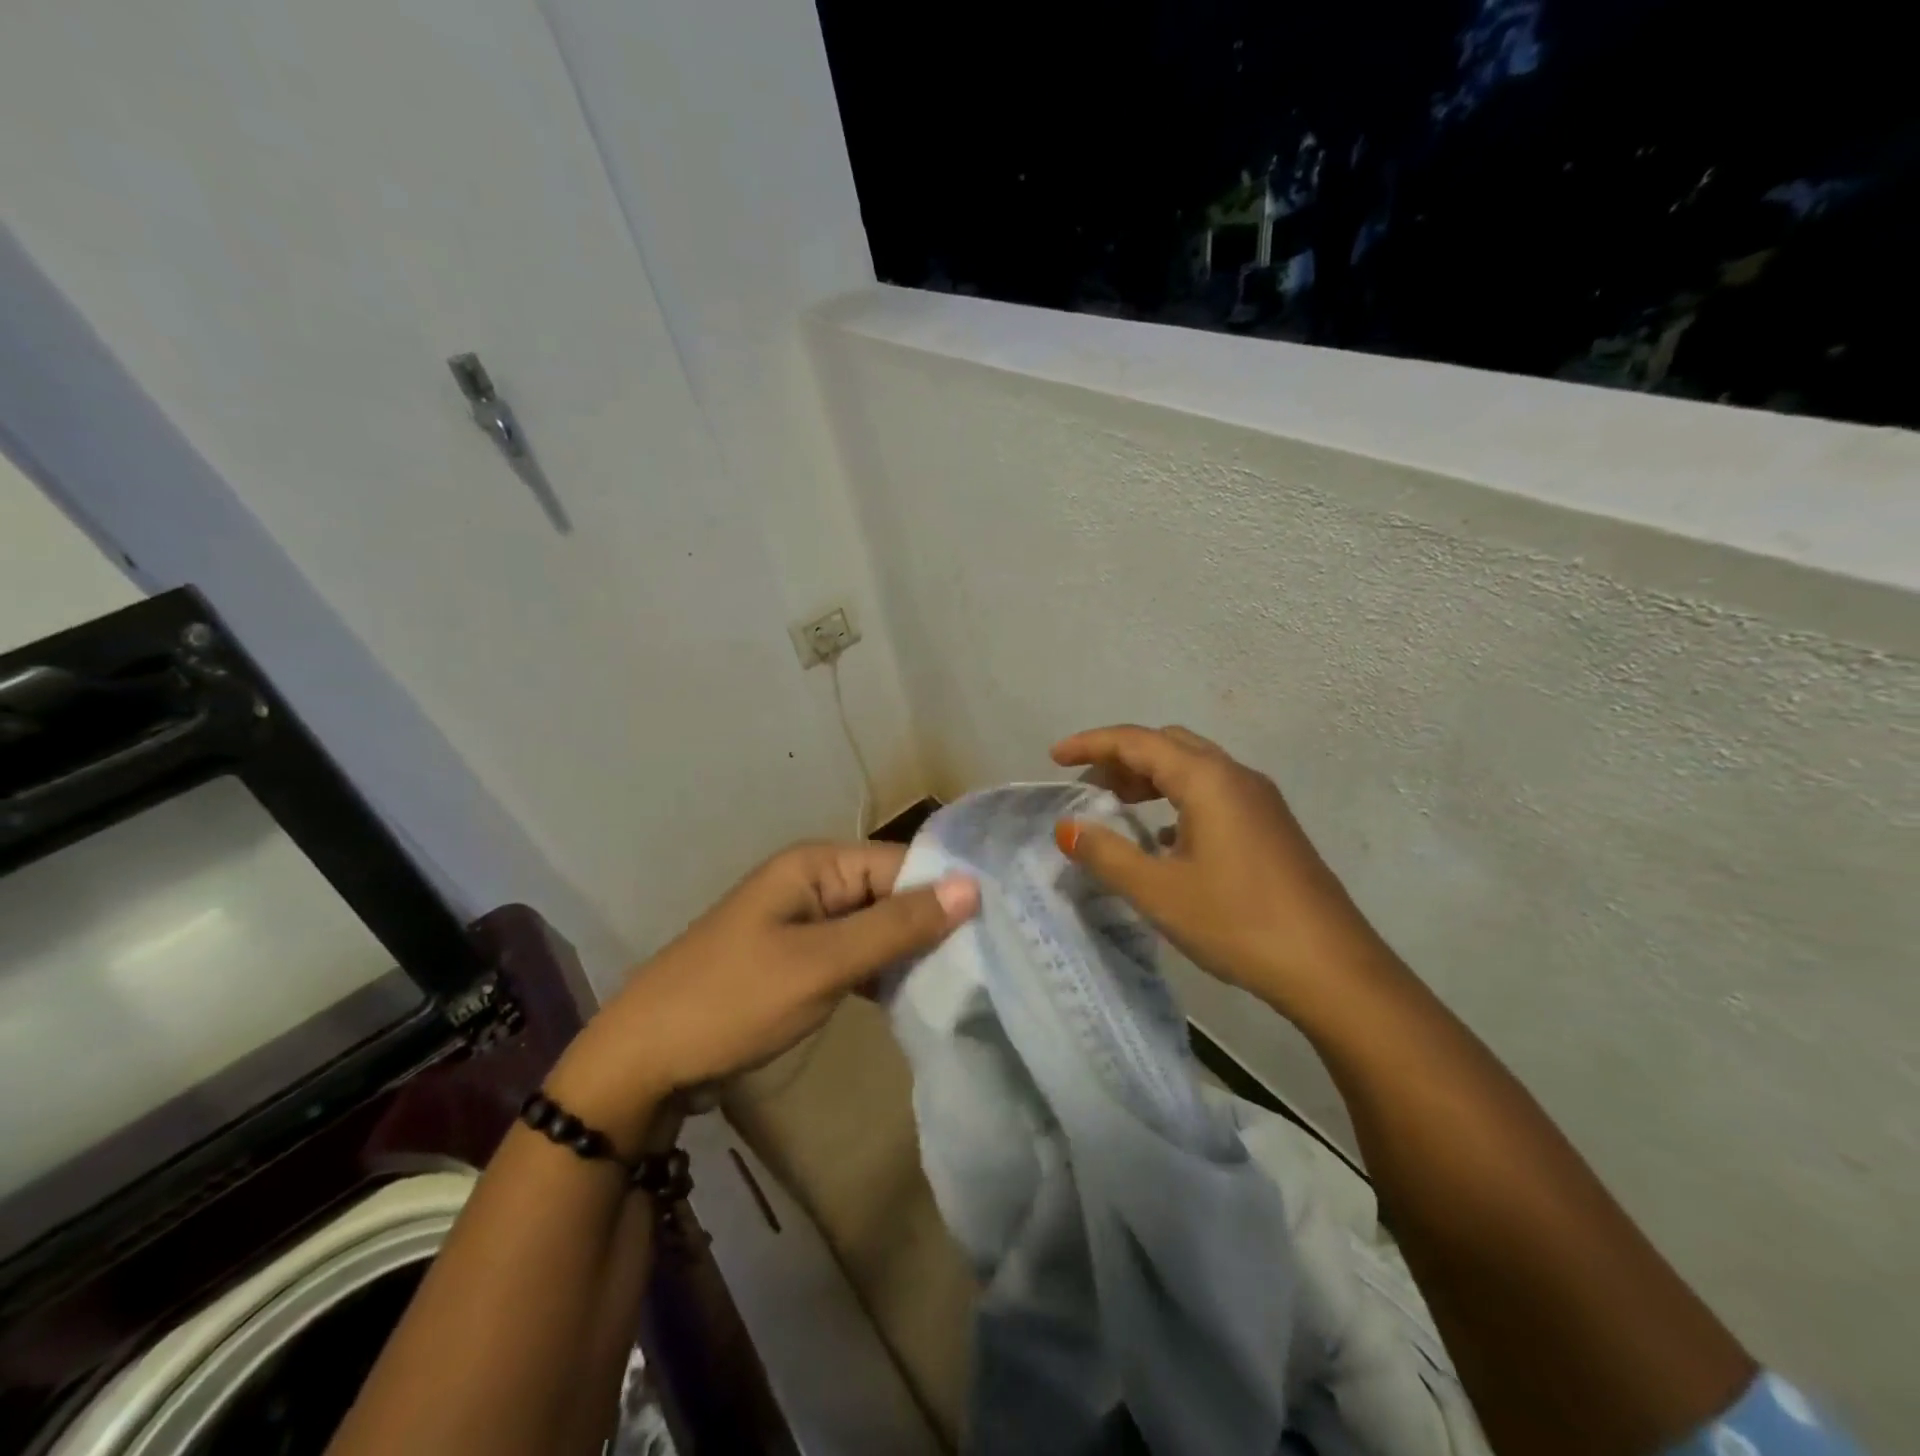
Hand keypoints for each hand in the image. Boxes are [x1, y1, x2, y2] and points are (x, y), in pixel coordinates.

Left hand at [547, 842, 977, 1151]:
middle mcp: (813, 882)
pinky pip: (856, 955)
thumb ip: (896, 927)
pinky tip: (914, 997)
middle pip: (891, 894)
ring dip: (910, 952)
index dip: (947, 891)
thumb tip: (971, 887)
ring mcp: (805, 923)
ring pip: (876, 927)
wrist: (644, 1061)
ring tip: (965, 980)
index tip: (1001, 925)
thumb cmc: (733, 1001)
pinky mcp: (800, 959)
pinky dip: (882, 973)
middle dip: (933, 925)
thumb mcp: (821, 964)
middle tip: (990, 960)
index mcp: (816, 865)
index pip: (902, 864)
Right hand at [1051, 725, 1389, 1021]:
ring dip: (1150, 779)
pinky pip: (1213, 794)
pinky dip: (1177, 801)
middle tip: (1087, 786)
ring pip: (1193, 769)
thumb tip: (1066, 828)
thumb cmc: (1238, 922)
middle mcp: (1235, 776)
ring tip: (1117, 806)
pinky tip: (1162, 839)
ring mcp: (1259, 801)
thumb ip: (1106, 854)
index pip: (1137, 741)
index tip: (1056, 757)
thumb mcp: (1158, 891)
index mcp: (1208, 779)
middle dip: (1121, 758)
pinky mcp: (1270, 826)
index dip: (1091, 744)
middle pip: (1168, 745)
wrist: (1332, 969)